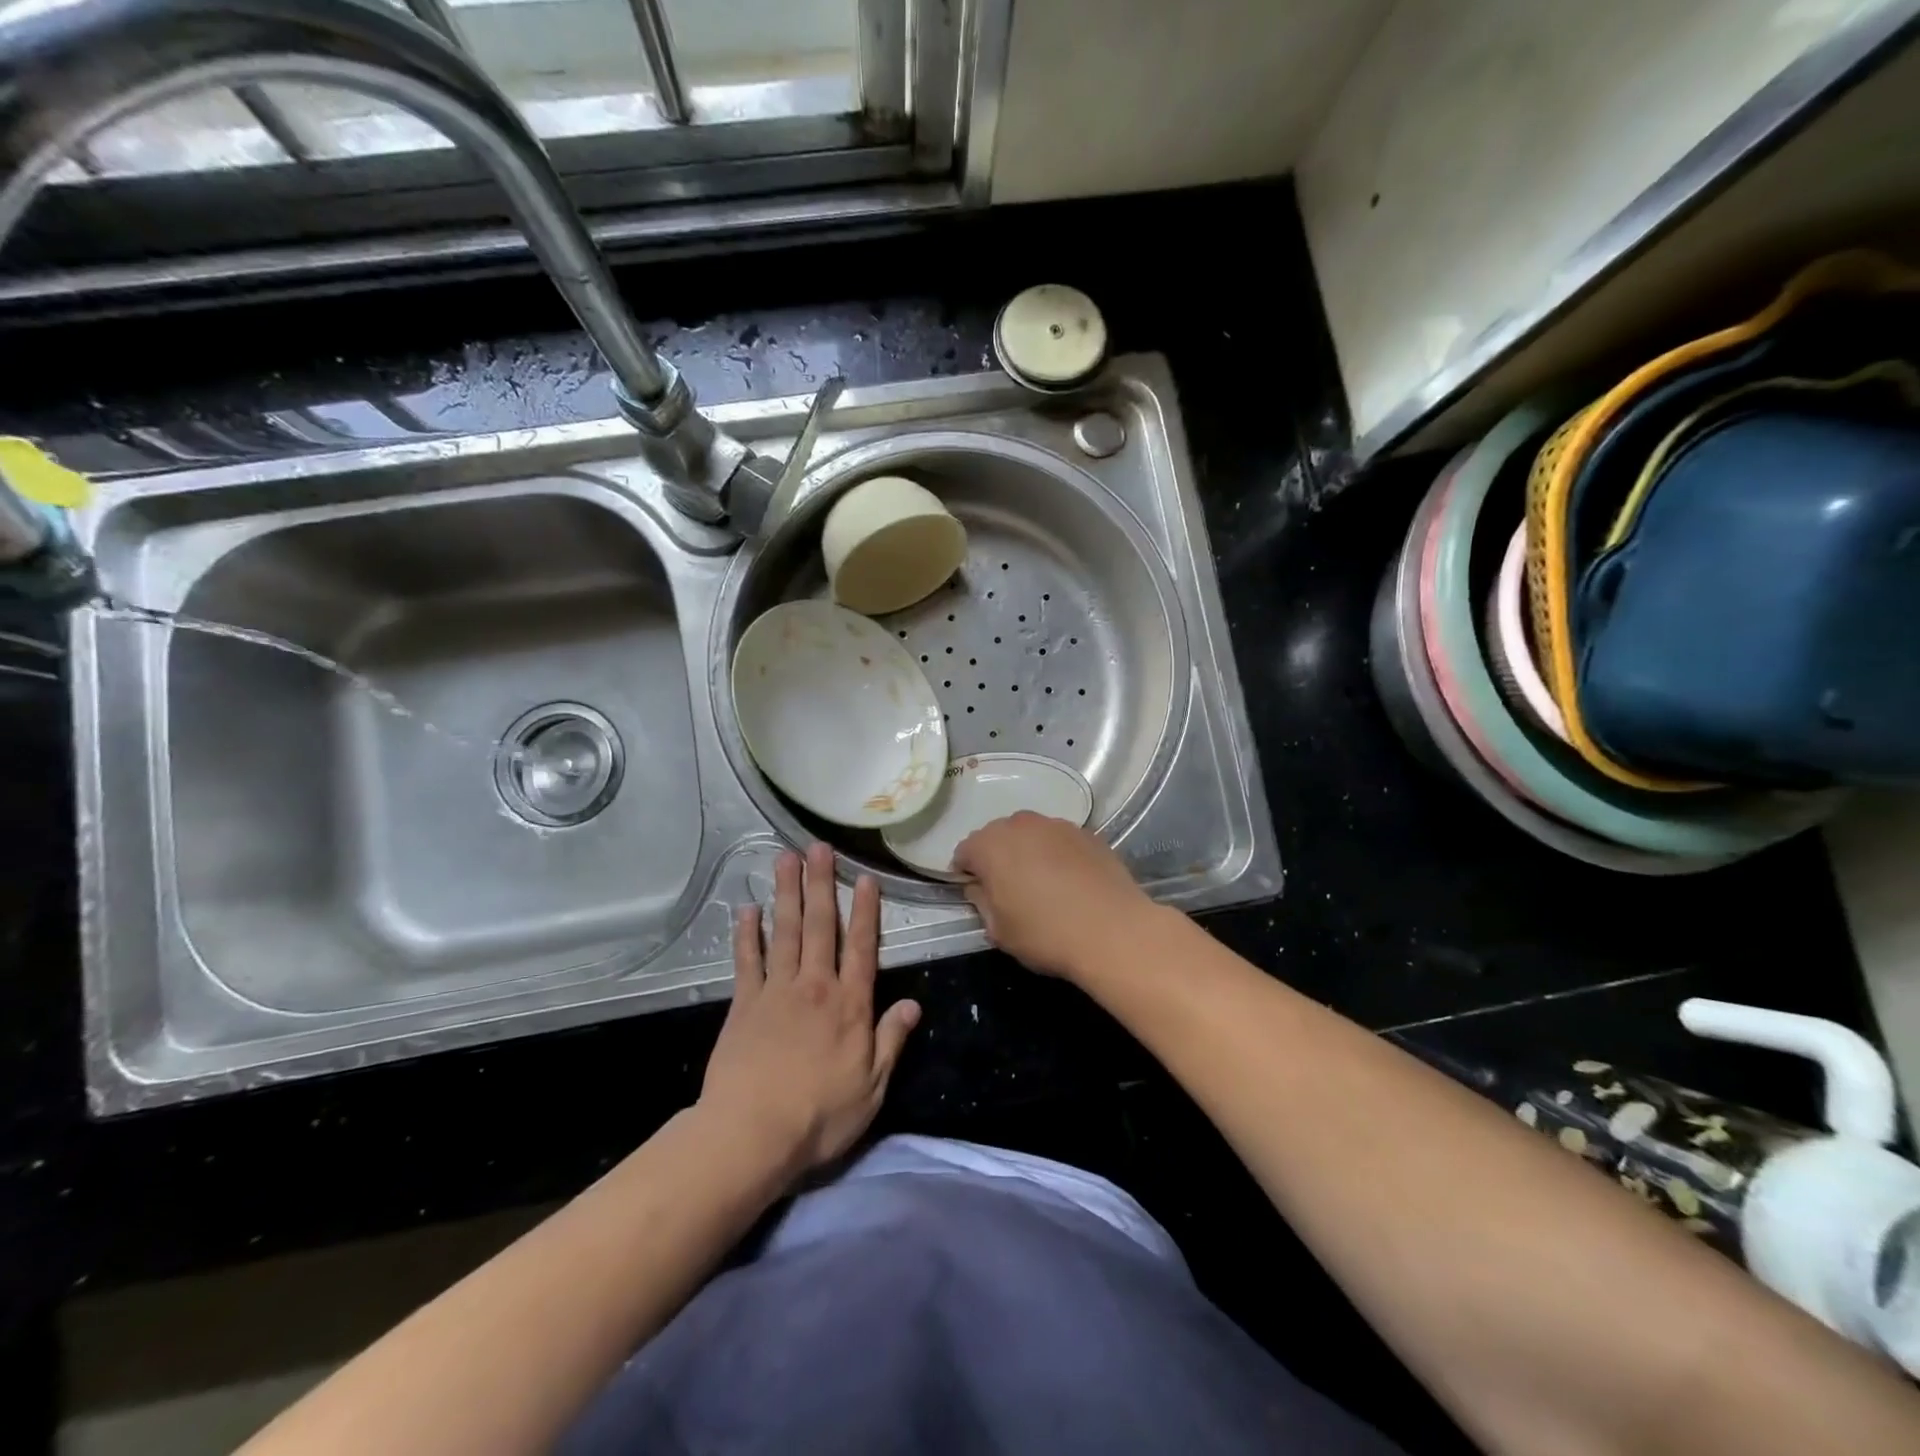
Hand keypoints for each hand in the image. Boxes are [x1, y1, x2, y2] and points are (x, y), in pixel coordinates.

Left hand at [700, 843, 920, 1182]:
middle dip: (821, 884)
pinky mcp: (744, 1005)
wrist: (752, 1134)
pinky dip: (747, 934)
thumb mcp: (871, 1087)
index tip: (866, 878)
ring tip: (785, 859)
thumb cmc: (819, 1115)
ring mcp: (776, 992)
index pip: (862, 948)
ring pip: (784, 932)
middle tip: (819, 848)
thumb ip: (891, 1040)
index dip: (866, 912)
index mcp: (850, 1005)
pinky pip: (747, 961)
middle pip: (820, 927)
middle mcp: (815, 987)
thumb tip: (914, 1004)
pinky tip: (747, 910)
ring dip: (787, 894)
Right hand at [951, 812, 1158, 979]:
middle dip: (997, 858)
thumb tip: (980, 887)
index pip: (964, 852)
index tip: (977, 895)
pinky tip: (1070, 882)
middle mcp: (1021, 824)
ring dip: (1028, 852)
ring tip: (1042, 884)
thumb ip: (981, 901)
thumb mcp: (998, 930)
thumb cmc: (1046, 934)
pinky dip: (1057, 854)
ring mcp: (1057, 825)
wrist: (1114, 930)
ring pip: (1031, 834)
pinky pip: (1059, 840)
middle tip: (1008, 890)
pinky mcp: (1087, 833)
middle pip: (998, 836)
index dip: (966, 874)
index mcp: (990, 845)